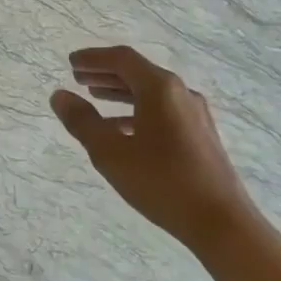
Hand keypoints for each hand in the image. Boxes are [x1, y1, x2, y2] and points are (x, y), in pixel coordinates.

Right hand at [51, 46, 253, 249]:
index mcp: (159, 88)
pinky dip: (137, 112)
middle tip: (79, 78)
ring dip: (121, 92)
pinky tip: (122, 131)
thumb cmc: (162, 182)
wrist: (221, 222)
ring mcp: (194, 114)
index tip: (71, 63)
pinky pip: (162, 111)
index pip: (122, 59)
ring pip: (150, 93)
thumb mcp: (111, 152)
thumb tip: (60, 96)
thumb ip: (82, 121)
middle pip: (137, 73)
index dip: (94, 58)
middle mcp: (180, 93)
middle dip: (106, 73)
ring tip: (96, 99)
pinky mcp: (200, 135)